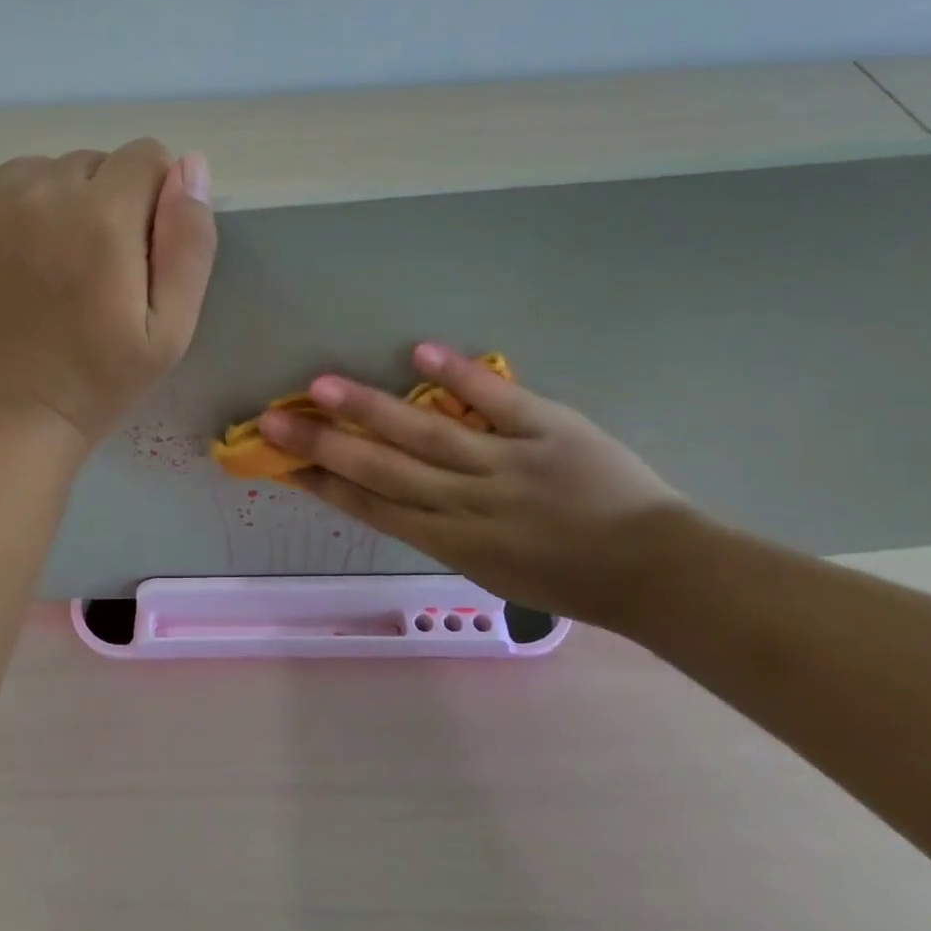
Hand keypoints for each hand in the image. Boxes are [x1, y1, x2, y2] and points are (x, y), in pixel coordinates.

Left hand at [0, 139, 215, 448]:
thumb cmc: (95, 383)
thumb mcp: (170, 330)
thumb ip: (189, 242)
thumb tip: (191, 164)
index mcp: (101, 217)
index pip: (145, 158)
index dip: (151, 201)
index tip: (136, 251)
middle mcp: (35, 191)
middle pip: (88, 164)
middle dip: (100, 204)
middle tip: (86, 272)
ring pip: (33, 172)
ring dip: (47, 206)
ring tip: (40, 272)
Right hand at [261, 344, 693, 624]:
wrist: (658, 573)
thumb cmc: (568, 580)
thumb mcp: (491, 570)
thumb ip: (441, 529)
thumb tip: (394, 491)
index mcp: (453, 544)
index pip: (373, 509)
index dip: (323, 484)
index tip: (280, 464)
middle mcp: (469, 505)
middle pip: (383, 471)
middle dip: (323, 446)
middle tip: (272, 422)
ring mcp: (509, 465)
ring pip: (428, 435)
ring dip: (371, 410)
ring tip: (321, 386)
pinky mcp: (551, 431)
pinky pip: (499, 402)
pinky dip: (461, 378)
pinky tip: (420, 351)